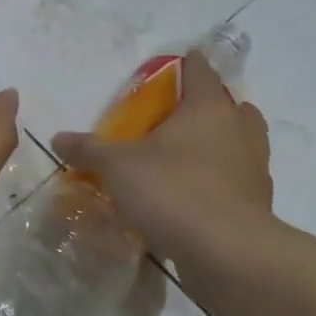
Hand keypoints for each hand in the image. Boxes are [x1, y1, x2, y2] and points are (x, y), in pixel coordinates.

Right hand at [51, 48, 276, 271]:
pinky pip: (237, 179)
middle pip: (230, 106)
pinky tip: (194, 196)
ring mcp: (254, 166)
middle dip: (208, 107)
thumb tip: (58, 138)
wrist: (227, 251)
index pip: (201, 71)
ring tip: (185, 158)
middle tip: (177, 118)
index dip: (188, 64)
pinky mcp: (257, 202)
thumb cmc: (173, 191)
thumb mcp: (118, 168)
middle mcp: (239, 129)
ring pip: (239, 143)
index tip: (177, 64)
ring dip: (218, 144)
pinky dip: (220, 180)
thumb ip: (89, 150)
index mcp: (208, 108)